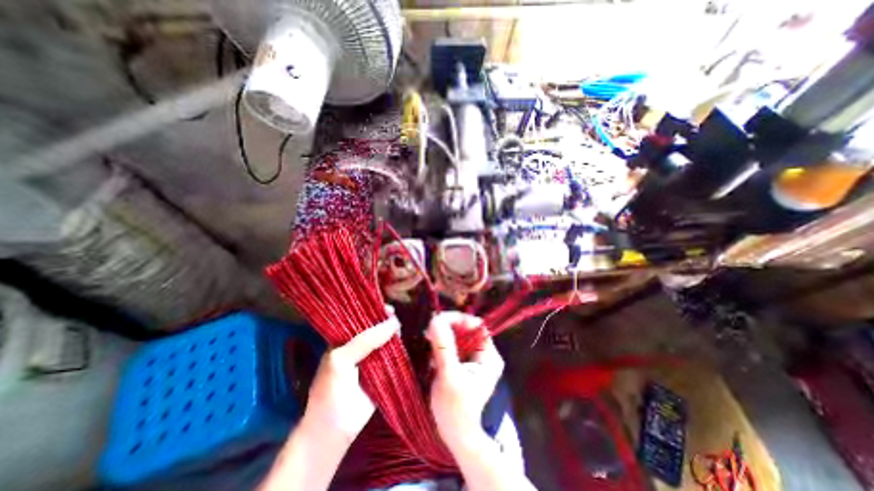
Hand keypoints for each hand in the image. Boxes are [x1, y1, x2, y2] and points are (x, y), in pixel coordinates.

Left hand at [299, 310, 398, 443]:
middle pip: (375, 328)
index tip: (386, 306)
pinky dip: (399, 348)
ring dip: (393, 333)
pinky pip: (393, 355)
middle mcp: (359, 347)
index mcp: (344, 341)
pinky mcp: (384, 371)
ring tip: (400, 327)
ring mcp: (372, 359)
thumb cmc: (330, 391)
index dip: (372, 311)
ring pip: (386, 341)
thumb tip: (394, 322)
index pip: (360, 320)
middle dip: (385, 321)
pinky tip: (404, 340)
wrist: (333, 431)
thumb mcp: (341, 359)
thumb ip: (365, 340)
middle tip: (395, 315)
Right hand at [425, 312, 501, 449]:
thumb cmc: (455, 410)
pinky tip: (432, 358)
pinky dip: (440, 346)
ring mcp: (473, 357)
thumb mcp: (448, 376)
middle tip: (428, 333)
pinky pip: (451, 344)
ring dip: (441, 337)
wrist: (455, 434)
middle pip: (466, 328)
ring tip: (429, 347)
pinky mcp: (462, 362)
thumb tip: (435, 320)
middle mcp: (483, 353)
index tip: (437, 320)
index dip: (458, 319)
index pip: (476, 326)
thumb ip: (443, 347)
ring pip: (457, 335)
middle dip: (447, 327)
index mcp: (489, 356)